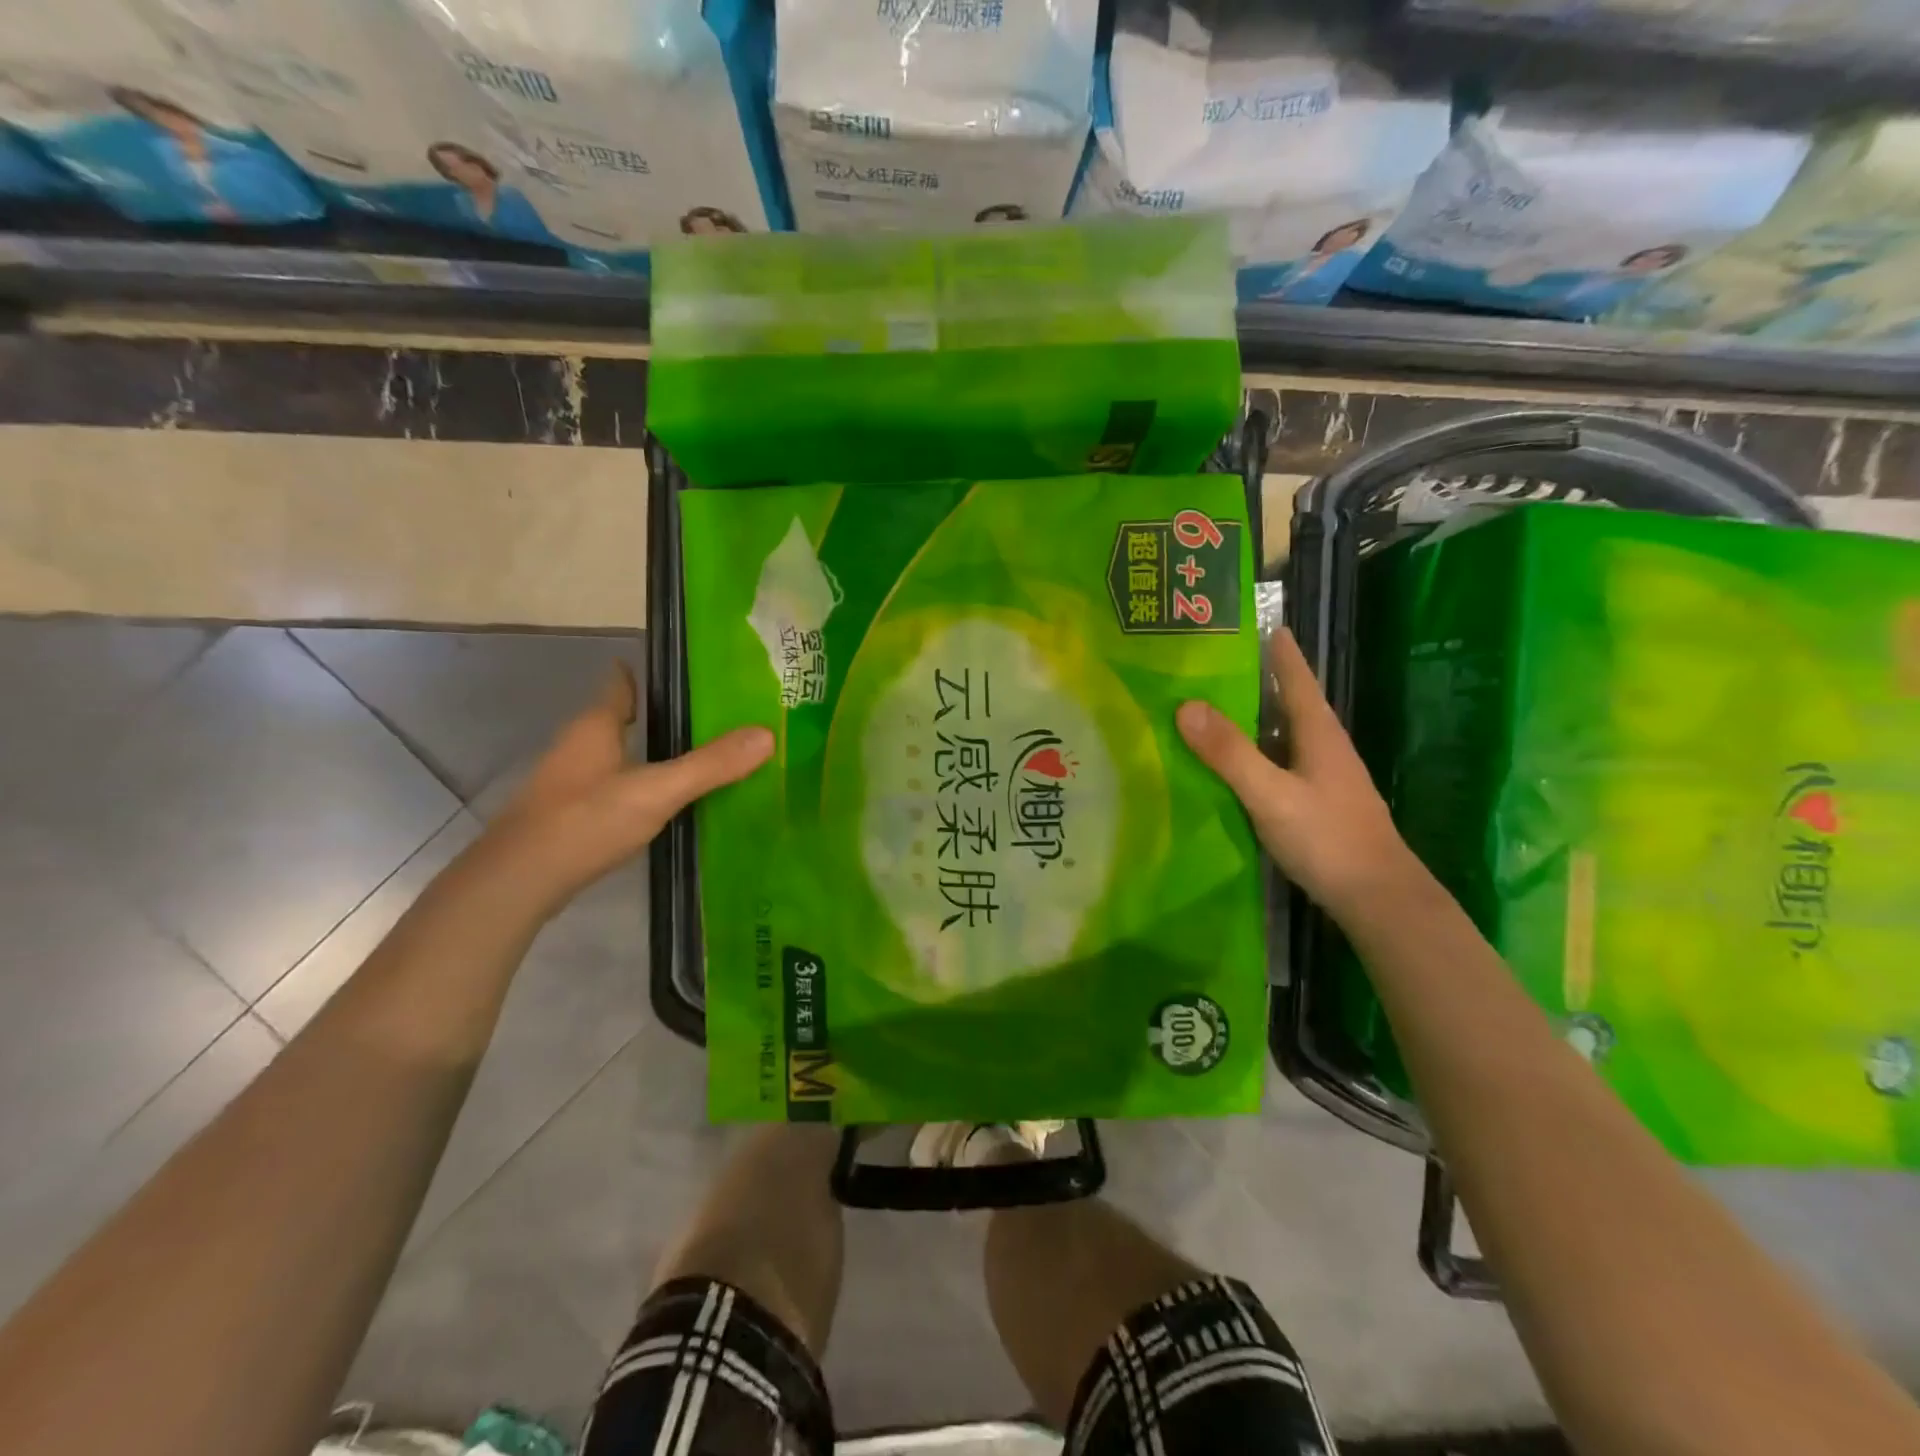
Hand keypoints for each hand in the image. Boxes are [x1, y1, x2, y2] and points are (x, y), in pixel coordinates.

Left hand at [481, 664, 772, 915]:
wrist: (518, 883)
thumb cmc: (585, 821)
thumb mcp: (657, 790)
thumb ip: (710, 765)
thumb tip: (767, 735)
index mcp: (595, 727)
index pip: (620, 685)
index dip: (647, 674)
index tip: (684, 669)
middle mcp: (578, 747)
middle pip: (620, 719)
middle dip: (658, 715)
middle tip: (709, 714)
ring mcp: (569, 783)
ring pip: (616, 755)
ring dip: (649, 752)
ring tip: (697, 756)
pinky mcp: (569, 816)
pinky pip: (612, 787)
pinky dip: (639, 785)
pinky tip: (664, 802)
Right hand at [1178, 628, 1423, 921]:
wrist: (1377, 898)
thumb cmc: (1328, 838)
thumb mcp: (1271, 794)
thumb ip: (1230, 753)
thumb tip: (1186, 705)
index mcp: (1318, 731)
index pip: (1295, 675)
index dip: (1275, 647)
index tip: (1249, 620)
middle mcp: (1322, 745)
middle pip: (1285, 700)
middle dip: (1252, 678)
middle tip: (1206, 663)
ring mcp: (1321, 774)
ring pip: (1279, 732)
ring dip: (1249, 717)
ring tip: (1206, 706)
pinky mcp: (1314, 800)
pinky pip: (1276, 761)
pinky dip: (1251, 752)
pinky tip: (1227, 762)